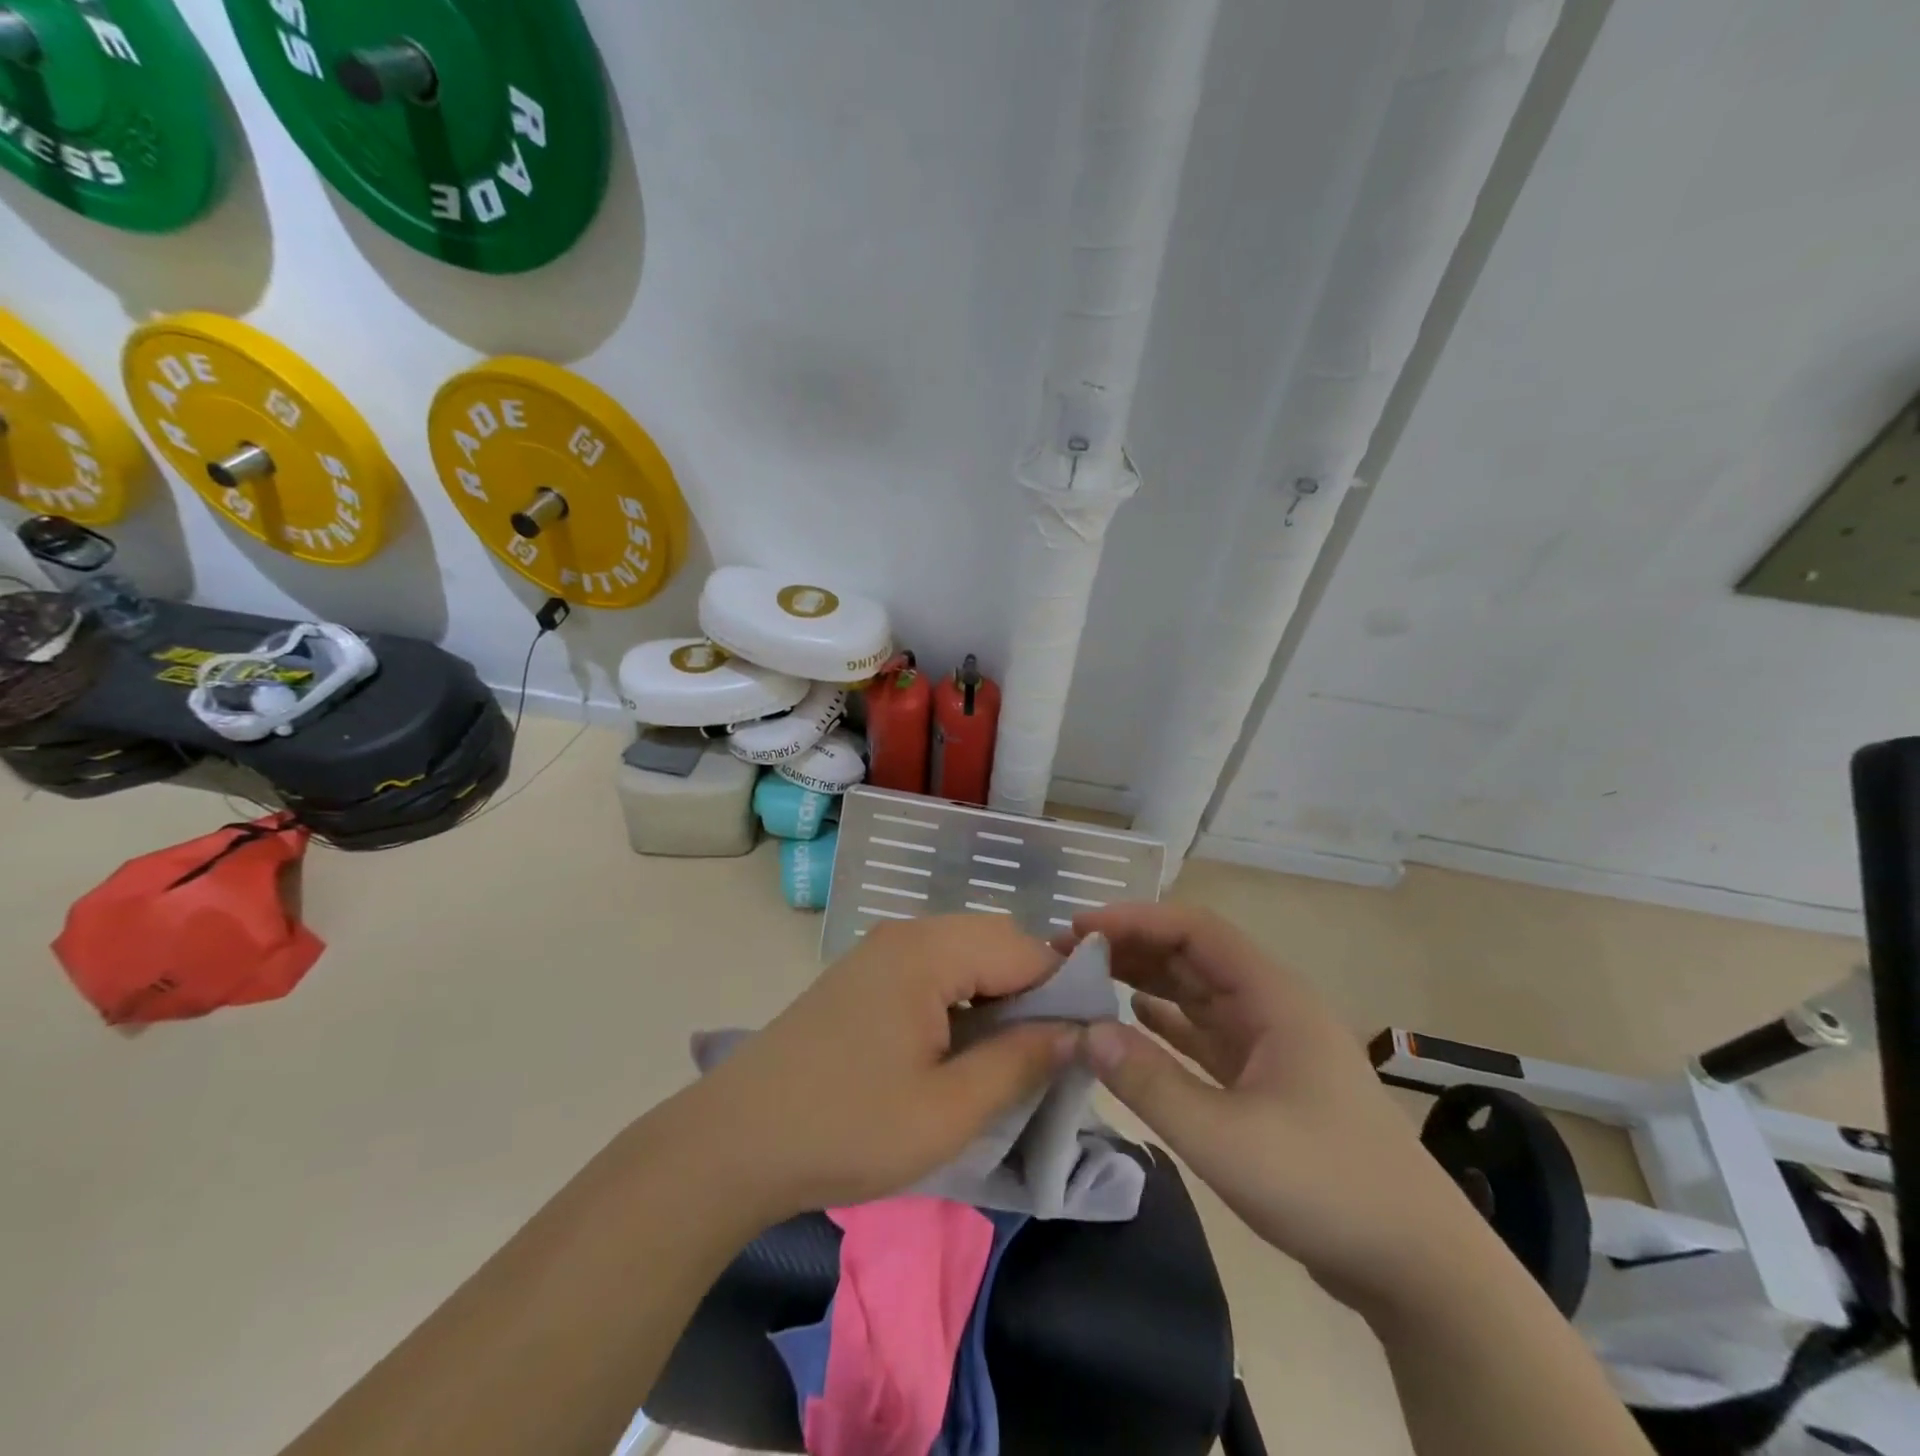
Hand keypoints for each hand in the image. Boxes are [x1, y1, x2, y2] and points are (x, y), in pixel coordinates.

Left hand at [687, 915, 1078, 1219]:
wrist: (734, 1143)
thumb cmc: (847, 1127)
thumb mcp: (948, 1111)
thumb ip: (1020, 1063)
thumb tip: (1076, 1032)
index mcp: (928, 951)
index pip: (1024, 946)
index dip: (1062, 990)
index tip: (1080, 1045)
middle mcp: (906, 935)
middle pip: (994, 941)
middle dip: (1030, 991)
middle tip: (1041, 1057)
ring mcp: (879, 953)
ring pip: (964, 955)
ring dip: (995, 996)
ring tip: (1003, 1059)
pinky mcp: (862, 977)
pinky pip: (932, 970)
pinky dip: (960, 1000)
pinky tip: (956, 1050)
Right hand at [1070, 903, 1486, 1313]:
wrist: (1418, 1267)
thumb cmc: (1326, 1186)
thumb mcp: (1226, 1139)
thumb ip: (1150, 1082)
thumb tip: (1084, 1032)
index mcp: (1272, 998)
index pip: (1195, 930)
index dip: (1135, 920)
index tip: (1079, 928)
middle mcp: (1270, 1007)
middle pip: (1192, 955)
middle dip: (1132, 946)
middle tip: (1069, 954)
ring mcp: (1270, 1044)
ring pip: (1196, 992)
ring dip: (1145, 979)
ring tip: (1088, 978)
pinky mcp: (1266, 1080)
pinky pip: (1204, 1032)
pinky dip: (1165, 1020)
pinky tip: (1131, 1019)